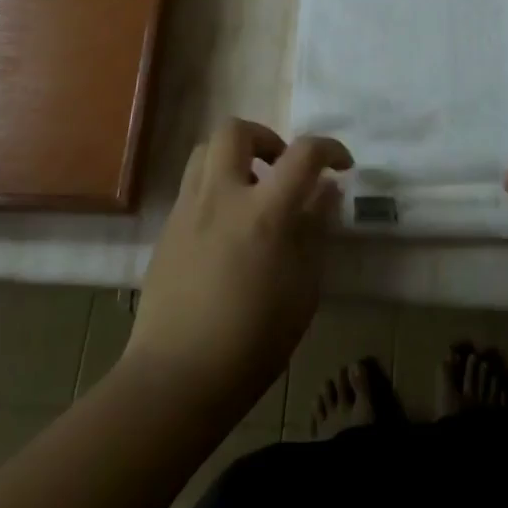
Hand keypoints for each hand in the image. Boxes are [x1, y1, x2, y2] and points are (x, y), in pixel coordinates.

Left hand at [128, 120, 350, 416]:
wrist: (176, 377)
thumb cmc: (253, 340)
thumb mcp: (303, 288)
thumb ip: (315, 229)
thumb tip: (326, 190)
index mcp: (264, 212)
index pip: (303, 153)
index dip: (329, 148)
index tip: (341, 165)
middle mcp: (221, 197)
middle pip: (235, 130)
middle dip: (265, 137)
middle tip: (281, 167)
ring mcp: (187, 210)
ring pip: (205, 150)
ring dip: (234, 157)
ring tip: (252, 192)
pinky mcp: (166, 229)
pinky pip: (192, 185)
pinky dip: (215, 186)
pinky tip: (227, 227)